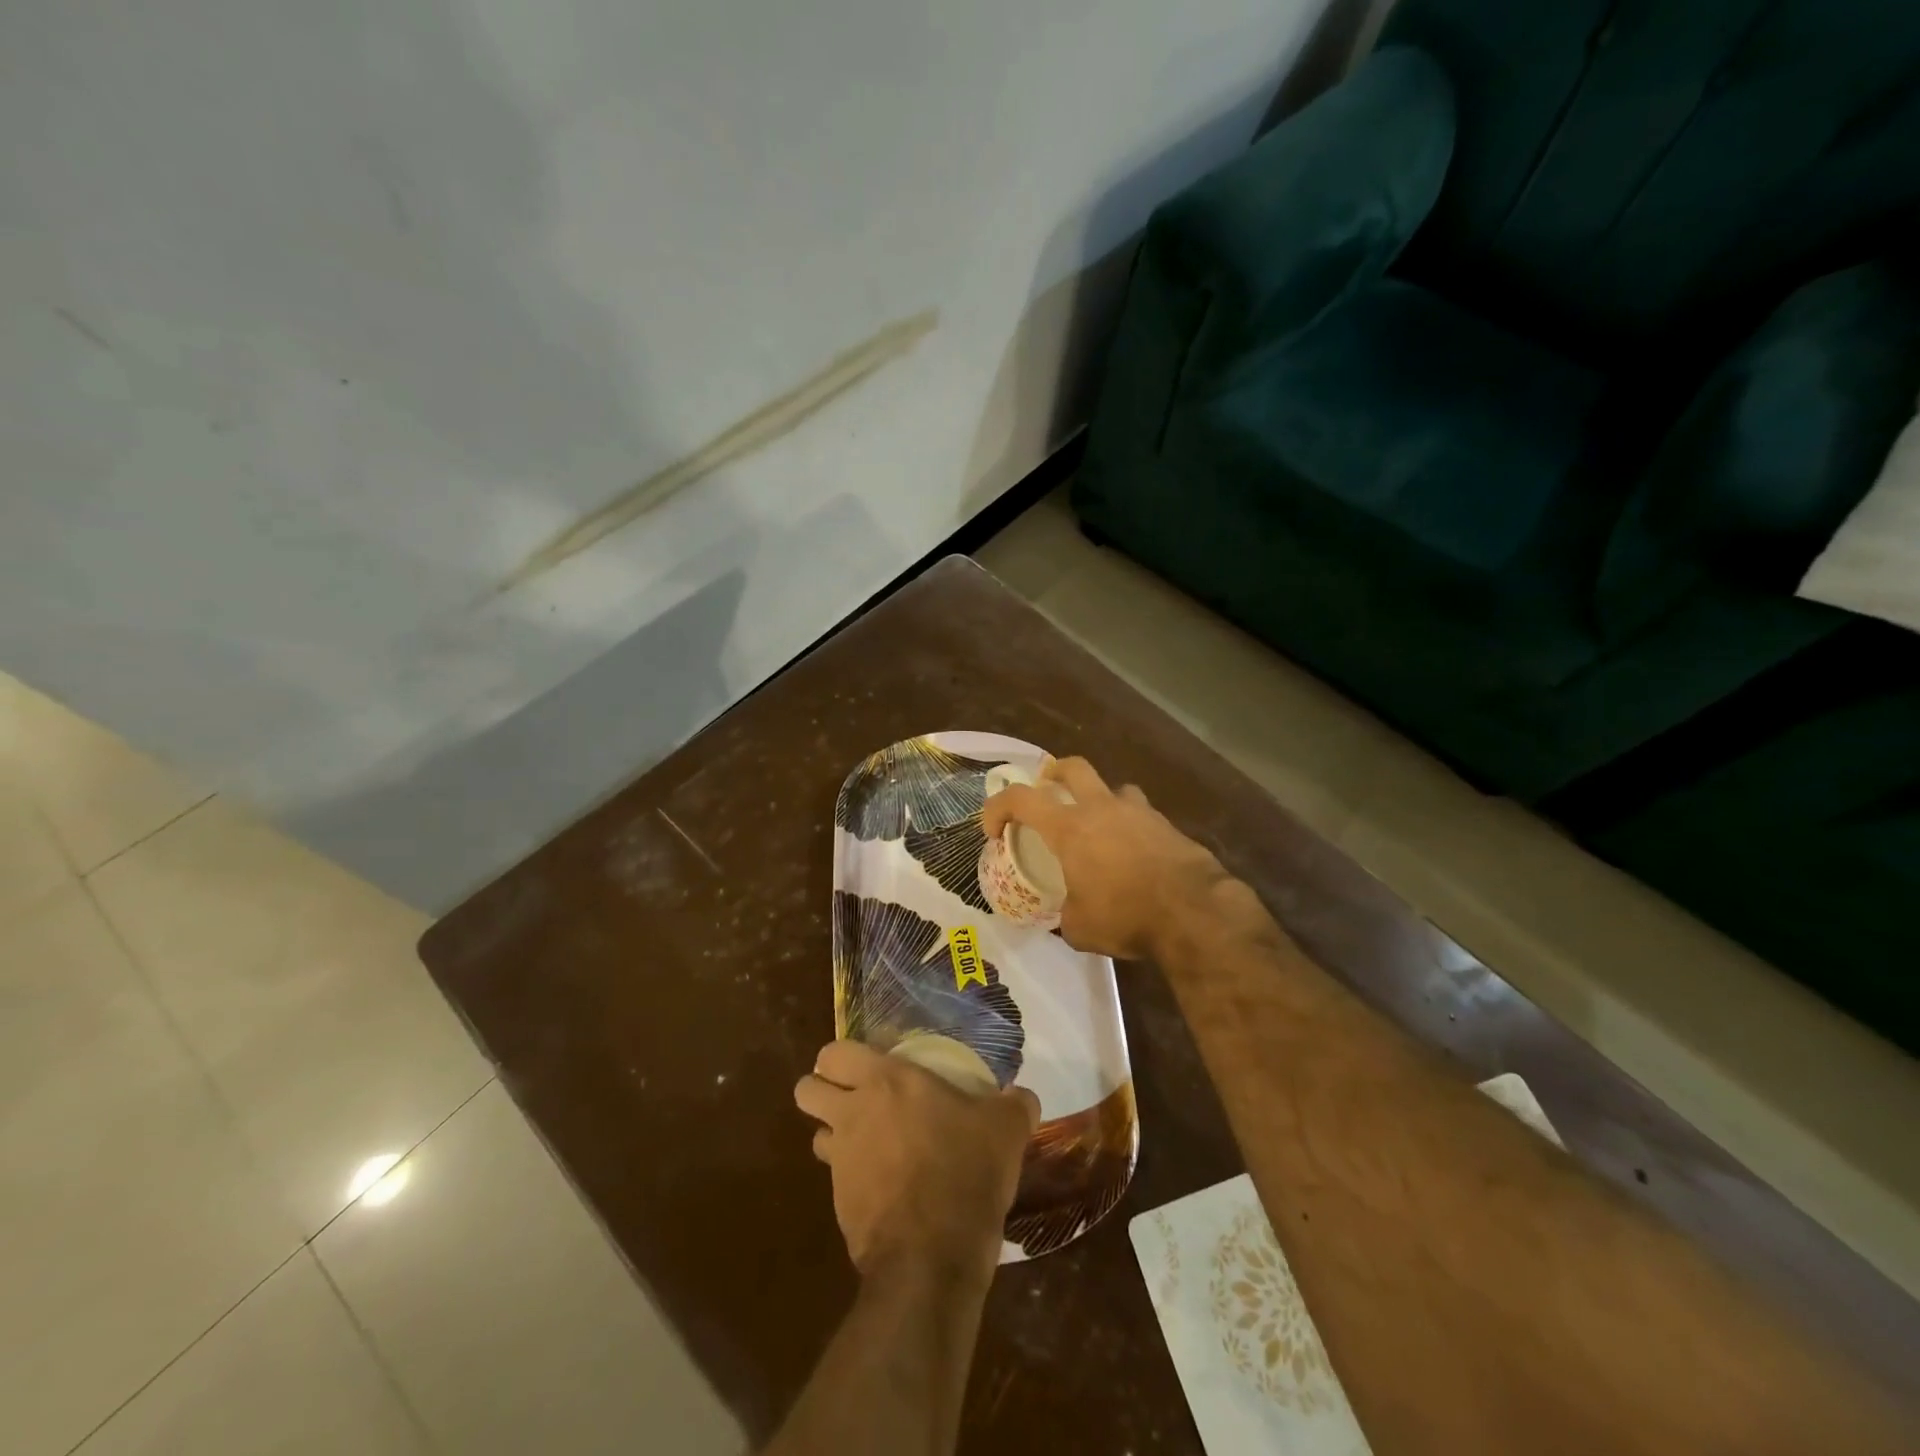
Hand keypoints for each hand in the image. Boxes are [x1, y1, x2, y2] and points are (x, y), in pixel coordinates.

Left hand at [795, 1040, 1038, 1283]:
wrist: (932, 1258)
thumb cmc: (965, 1172)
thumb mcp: (1005, 1130)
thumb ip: (1014, 1105)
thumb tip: (1022, 1097)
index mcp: (886, 1082)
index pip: (835, 1052)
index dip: (842, 1056)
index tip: (866, 1065)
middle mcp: (852, 1114)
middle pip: (806, 1089)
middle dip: (821, 1089)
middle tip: (854, 1097)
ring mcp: (841, 1162)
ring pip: (816, 1133)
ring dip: (834, 1134)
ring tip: (868, 1143)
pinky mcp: (839, 1205)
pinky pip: (834, 1178)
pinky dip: (851, 1178)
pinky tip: (885, 1187)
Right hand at [982, 756, 1227, 959]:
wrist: (1194, 911)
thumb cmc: (1125, 915)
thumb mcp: (1079, 927)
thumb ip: (1066, 915)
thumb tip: (1067, 916)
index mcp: (1070, 828)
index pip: (1020, 799)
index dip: (998, 807)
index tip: (993, 830)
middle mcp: (1102, 809)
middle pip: (1073, 768)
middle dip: (1054, 773)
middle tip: (1048, 789)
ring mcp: (1139, 813)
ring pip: (1114, 788)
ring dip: (1101, 800)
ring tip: (1101, 826)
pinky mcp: (1168, 827)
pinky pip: (1143, 816)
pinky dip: (1133, 827)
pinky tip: (1136, 855)